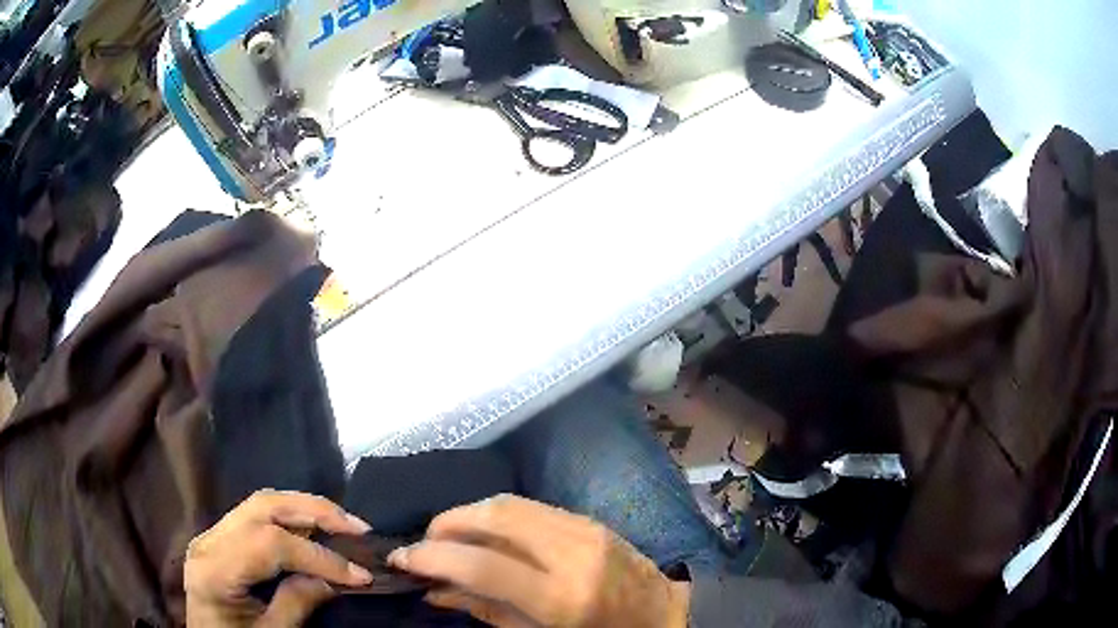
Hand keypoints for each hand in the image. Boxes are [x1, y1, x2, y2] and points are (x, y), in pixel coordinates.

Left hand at [184, 490, 374, 626]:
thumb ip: (297, 604)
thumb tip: (334, 578)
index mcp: (214, 569)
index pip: (270, 543)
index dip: (318, 555)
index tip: (360, 575)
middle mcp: (208, 540)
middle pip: (263, 506)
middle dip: (314, 511)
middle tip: (358, 528)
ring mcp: (212, 534)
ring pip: (261, 502)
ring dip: (306, 508)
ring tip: (344, 523)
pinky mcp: (221, 536)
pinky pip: (257, 515)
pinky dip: (291, 516)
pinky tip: (315, 527)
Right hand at [388, 495, 689, 627]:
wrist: (661, 615)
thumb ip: (484, 611)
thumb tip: (434, 590)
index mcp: (561, 596)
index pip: (483, 564)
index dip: (433, 556)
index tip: (403, 558)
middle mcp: (572, 553)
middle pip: (494, 516)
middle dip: (447, 522)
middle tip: (425, 542)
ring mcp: (584, 529)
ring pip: (509, 503)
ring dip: (469, 514)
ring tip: (448, 536)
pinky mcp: (588, 519)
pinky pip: (531, 507)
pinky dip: (497, 514)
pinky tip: (485, 532)